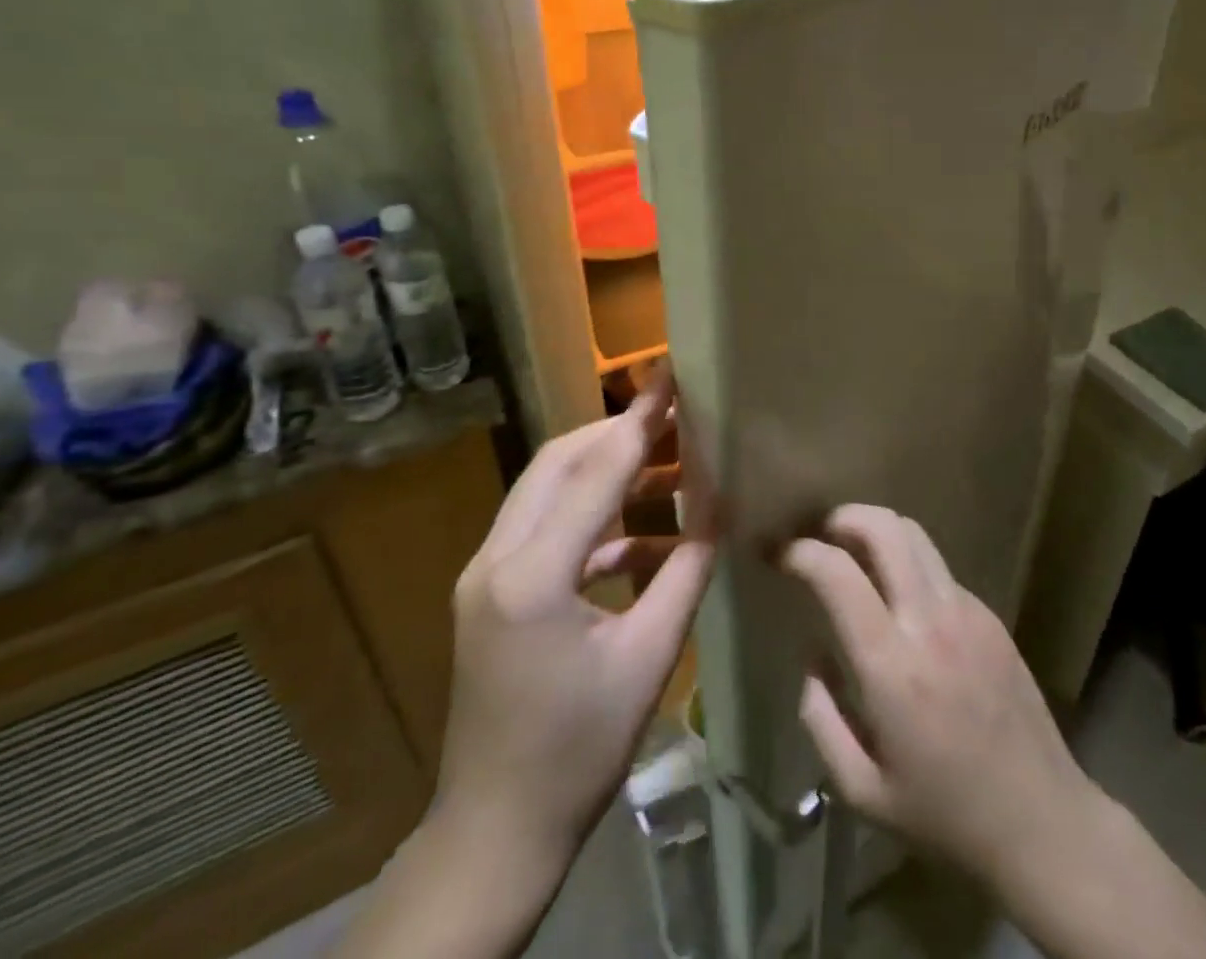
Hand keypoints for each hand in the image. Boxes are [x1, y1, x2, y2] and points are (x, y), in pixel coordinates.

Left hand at [432, 367, 714, 866]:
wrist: (495, 829)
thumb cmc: (579, 750)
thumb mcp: (649, 656)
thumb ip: (687, 569)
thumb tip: (720, 506)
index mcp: (533, 576)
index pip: (596, 470)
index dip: (640, 419)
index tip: (671, 375)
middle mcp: (495, 558)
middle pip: (560, 461)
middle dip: (620, 433)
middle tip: (678, 420)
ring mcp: (484, 573)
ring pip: (547, 488)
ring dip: (606, 471)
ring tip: (672, 470)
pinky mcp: (489, 589)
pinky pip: (544, 527)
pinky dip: (593, 518)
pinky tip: (644, 536)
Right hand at [781, 505, 1094, 889]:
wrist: (1042, 822)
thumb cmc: (945, 816)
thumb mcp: (861, 791)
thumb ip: (821, 719)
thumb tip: (812, 660)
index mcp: (892, 667)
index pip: (838, 574)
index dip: (801, 552)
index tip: (779, 555)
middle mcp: (930, 622)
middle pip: (885, 528)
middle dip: (843, 517)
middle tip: (819, 534)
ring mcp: (967, 612)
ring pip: (916, 536)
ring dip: (877, 530)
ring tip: (855, 552)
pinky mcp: (990, 616)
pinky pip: (939, 568)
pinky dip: (908, 564)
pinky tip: (901, 600)